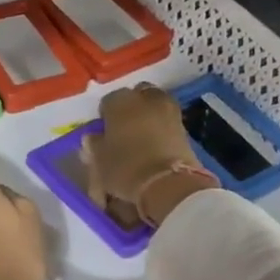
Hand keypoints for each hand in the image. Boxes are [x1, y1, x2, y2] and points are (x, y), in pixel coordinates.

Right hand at [82, 83, 216, 228]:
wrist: (169, 184)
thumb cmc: (125, 166)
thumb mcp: (99, 159)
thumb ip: (94, 145)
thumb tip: (93, 138)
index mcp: (120, 101)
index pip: (107, 102)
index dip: (104, 117)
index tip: (103, 132)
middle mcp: (146, 99)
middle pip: (137, 96)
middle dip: (131, 107)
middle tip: (124, 128)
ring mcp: (169, 111)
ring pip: (155, 106)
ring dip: (148, 116)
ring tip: (140, 138)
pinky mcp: (185, 128)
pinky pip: (167, 122)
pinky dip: (161, 129)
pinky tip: (154, 146)